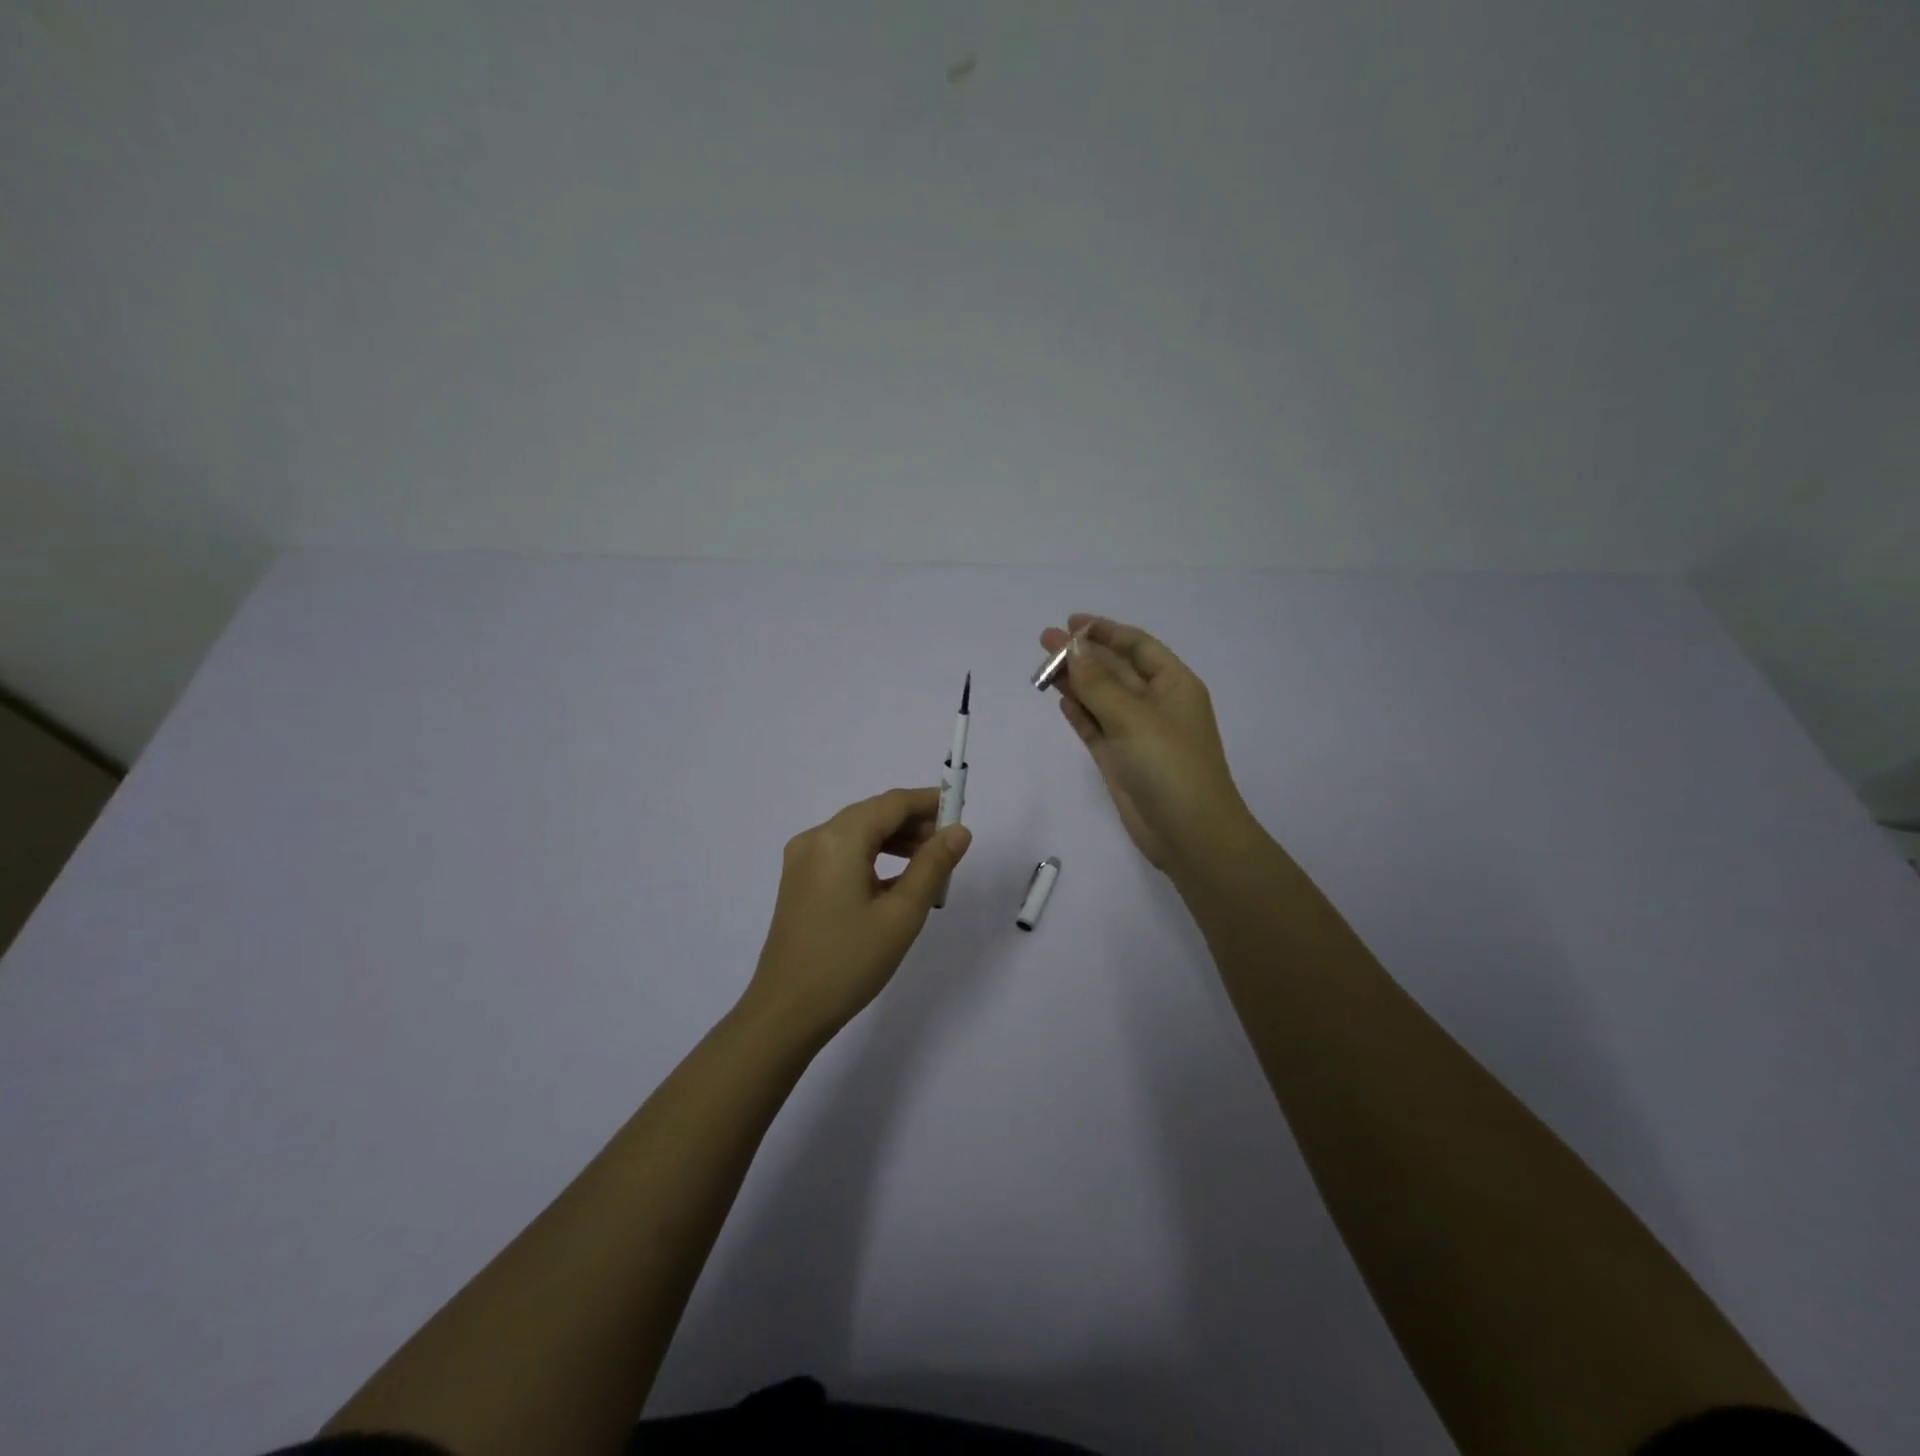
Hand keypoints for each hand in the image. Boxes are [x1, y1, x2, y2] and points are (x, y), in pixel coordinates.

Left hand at [739, 787, 972, 1047]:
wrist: (786, 1011)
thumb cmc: (849, 962)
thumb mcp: (902, 914)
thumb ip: (933, 866)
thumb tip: (959, 831)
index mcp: (838, 839)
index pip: (892, 803)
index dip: (929, 803)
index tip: (961, 812)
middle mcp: (815, 838)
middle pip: (873, 814)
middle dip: (913, 823)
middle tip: (950, 846)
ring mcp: (802, 860)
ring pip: (858, 833)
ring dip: (895, 840)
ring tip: (930, 865)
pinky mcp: (799, 880)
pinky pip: (842, 853)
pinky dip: (872, 857)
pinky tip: (897, 881)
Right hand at [1039, 615, 1254, 875]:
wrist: (1188, 833)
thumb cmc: (1169, 765)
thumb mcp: (1133, 717)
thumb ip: (1098, 682)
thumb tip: (1072, 646)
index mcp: (1173, 685)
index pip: (1137, 646)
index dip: (1105, 631)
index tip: (1071, 622)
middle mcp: (1155, 704)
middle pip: (1115, 669)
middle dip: (1082, 654)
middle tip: (1043, 641)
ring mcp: (1136, 733)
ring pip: (1101, 698)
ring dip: (1075, 682)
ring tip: (1041, 668)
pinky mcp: (1119, 759)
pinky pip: (1095, 727)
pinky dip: (1079, 713)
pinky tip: (1059, 699)